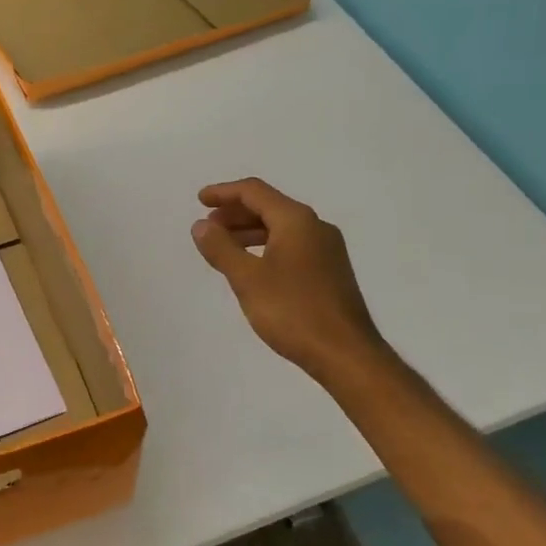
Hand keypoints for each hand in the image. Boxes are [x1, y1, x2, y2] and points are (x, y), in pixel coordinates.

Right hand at [191, 178, 387, 384]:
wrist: (345, 353)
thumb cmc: (293, 311)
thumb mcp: (248, 279)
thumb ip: (221, 248)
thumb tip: (201, 225)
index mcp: (296, 221)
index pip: (255, 192)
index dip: (224, 192)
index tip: (200, 201)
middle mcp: (315, 227)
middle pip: (270, 207)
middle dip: (236, 213)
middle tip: (208, 226)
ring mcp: (327, 250)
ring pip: (281, 228)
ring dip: (250, 231)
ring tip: (224, 246)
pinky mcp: (330, 271)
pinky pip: (292, 245)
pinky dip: (267, 247)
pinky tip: (253, 267)